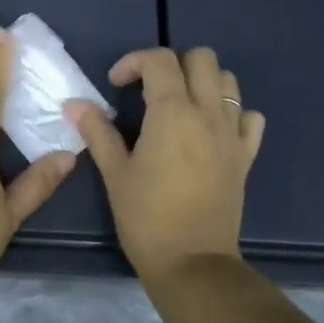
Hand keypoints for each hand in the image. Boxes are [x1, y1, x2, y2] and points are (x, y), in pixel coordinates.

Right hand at [67, 47, 264, 281]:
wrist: (193, 263)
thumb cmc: (147, 217)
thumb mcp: (114, 173)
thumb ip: (97, 131)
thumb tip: (74, 104)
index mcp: (173, 112)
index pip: (159, 60)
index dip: (133, 62)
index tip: (116, 85)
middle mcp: (208, 113)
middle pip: (201, 58)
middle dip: (172, 63)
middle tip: (148, 89)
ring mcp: (232, 134)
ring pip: (228, 81)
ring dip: (202, 81)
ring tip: (178, 105)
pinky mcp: (246, 156)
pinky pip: (248, 118)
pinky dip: (231, 112)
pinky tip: (210, 129)